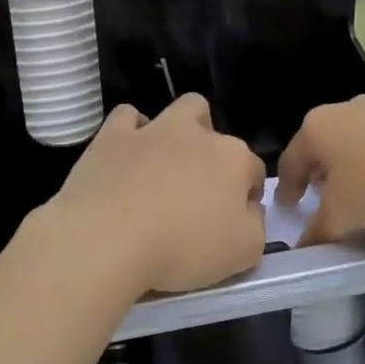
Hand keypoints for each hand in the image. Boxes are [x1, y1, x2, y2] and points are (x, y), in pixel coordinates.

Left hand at [46, 94, 265, 294]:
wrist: (107, 238)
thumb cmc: (182, 248)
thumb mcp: (243, 253)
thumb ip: (256, 226)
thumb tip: (248, 209)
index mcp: (234, 160)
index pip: (253, 171)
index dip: (247, 195)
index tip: (232, 221)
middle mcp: (198, 134)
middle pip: (217, 133)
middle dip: (214, 154)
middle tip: (198, 191)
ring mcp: (153, 129)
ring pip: (180, 110)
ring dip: (180, 130)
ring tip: (167, 164)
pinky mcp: (113, 135)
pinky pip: (127, 118)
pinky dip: (131, 132)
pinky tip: (128, 155)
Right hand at [277, 94, 364, 245]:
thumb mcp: (345, 215)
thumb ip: (319, 230)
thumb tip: (305, 245)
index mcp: (316, 128)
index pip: (290, 160)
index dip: (287, 188)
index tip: (288, 207)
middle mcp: (344, 109)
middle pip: (323, 145)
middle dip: (322, 173)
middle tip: (324, 199)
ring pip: (358, 139)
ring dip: (355, 165)